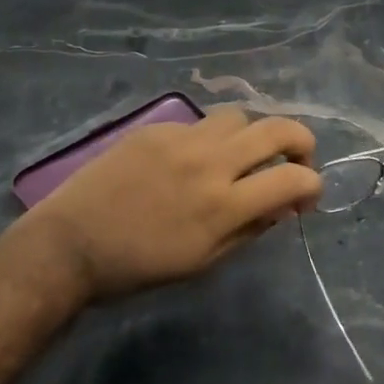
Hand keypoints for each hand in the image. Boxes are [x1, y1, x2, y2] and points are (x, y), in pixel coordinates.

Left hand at [27, 107, 321, 302]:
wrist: (70, 245)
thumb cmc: (139, 267)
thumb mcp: (204, 261)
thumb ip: (249, 229)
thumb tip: (281, 206)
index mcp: (224, 204)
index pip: (293, 179)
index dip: (313, 184)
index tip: (307, 195)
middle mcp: (210, 162)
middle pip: (278, 128)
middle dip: (302, 141)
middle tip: (295, 159)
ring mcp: (182, 139)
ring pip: (240, 116)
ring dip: (252, 134)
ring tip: (240, 156)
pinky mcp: (157, 128)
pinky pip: (199, 123)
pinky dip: (209, 139)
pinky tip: (190, 160)